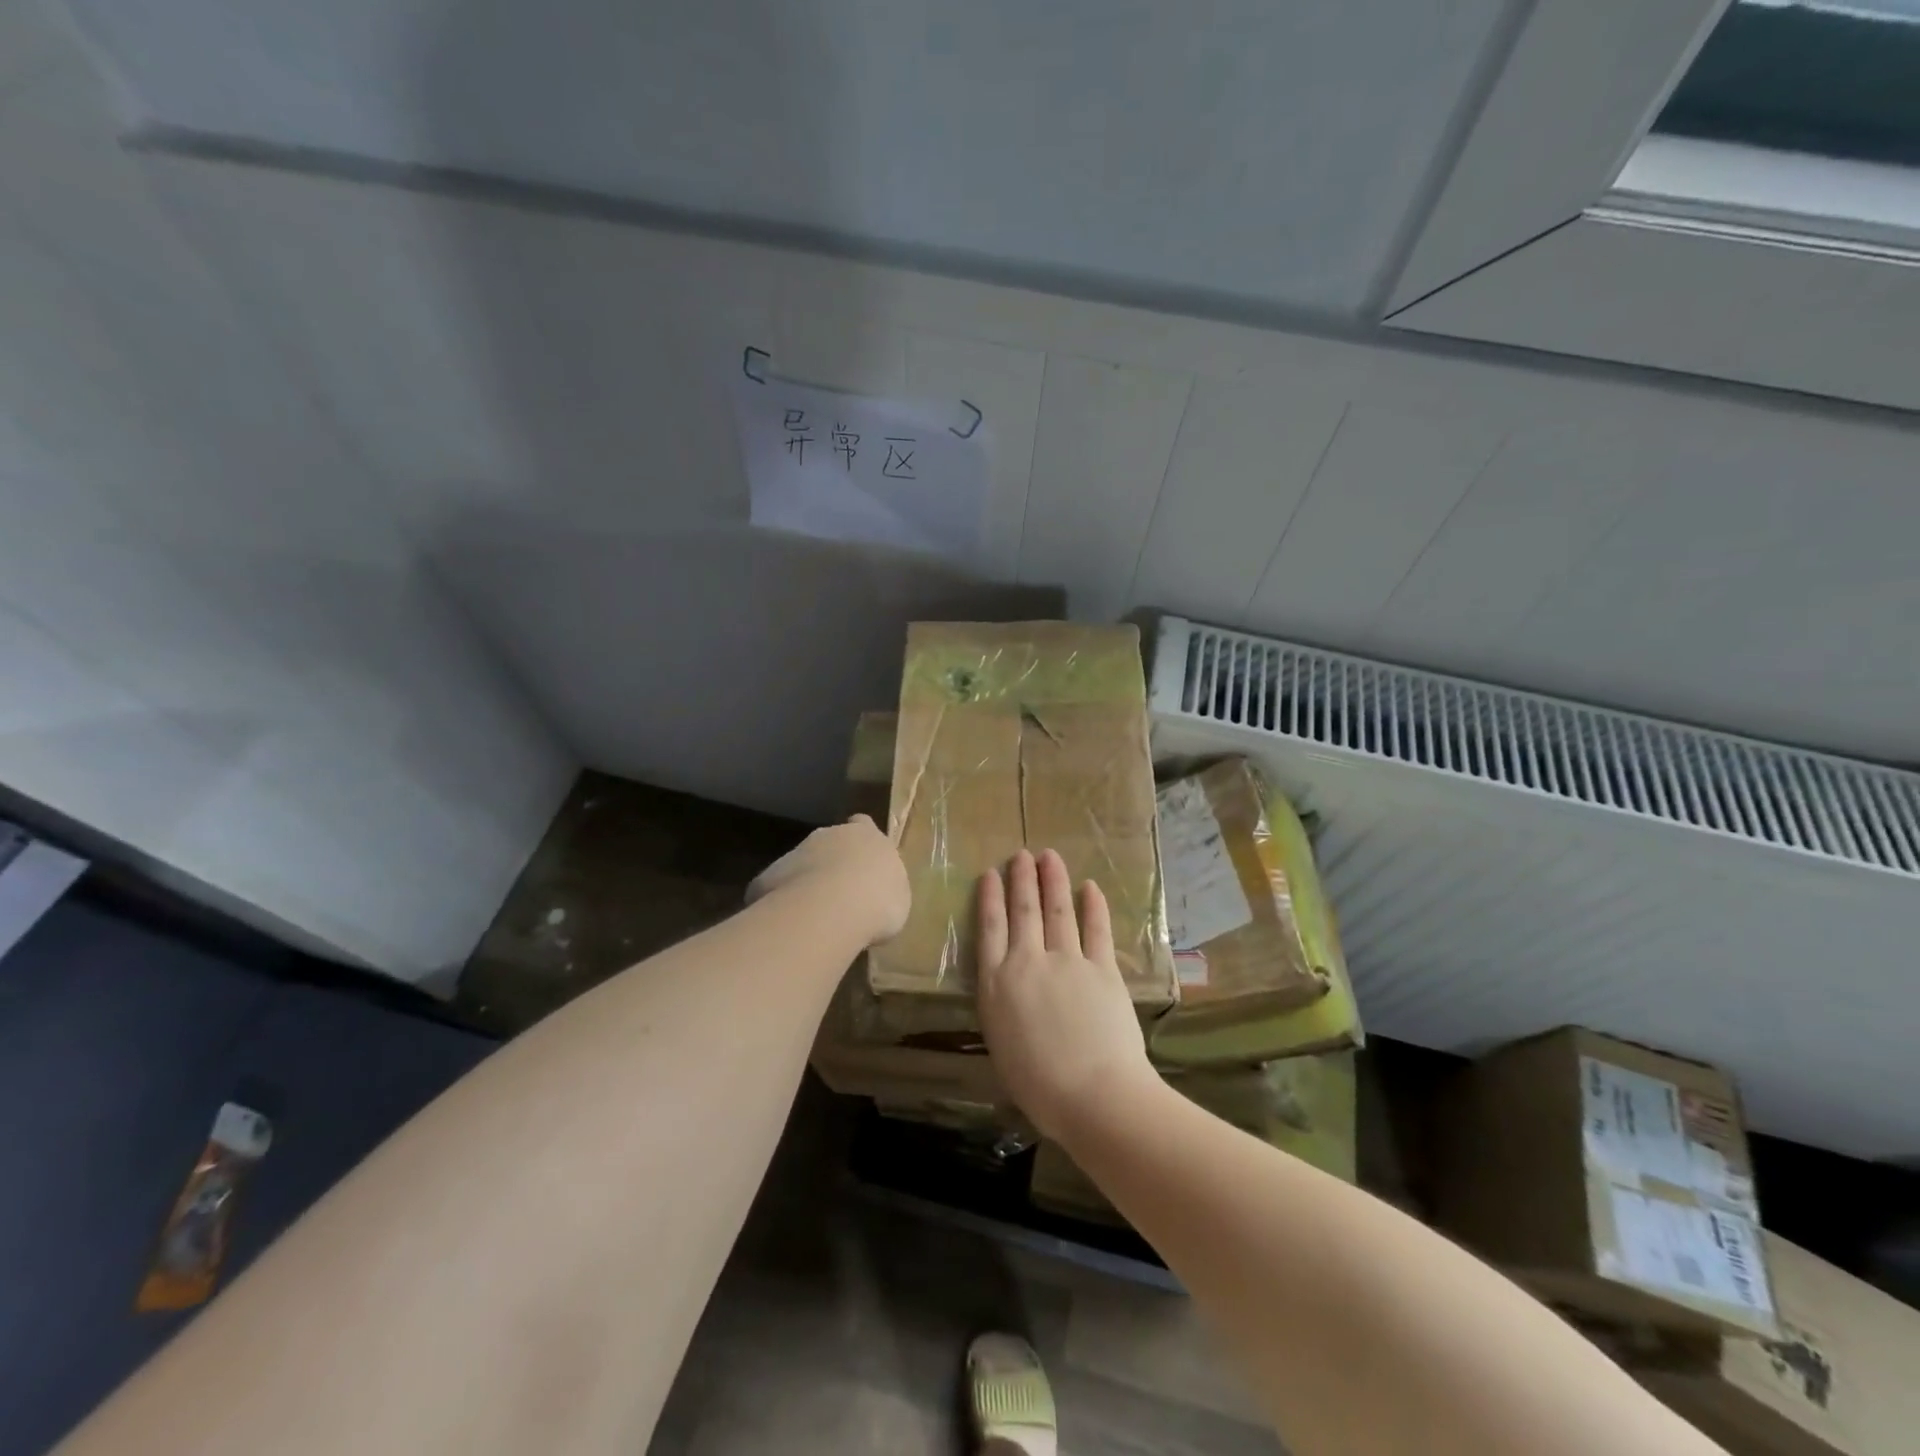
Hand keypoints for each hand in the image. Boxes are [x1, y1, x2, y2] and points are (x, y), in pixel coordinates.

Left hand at [747, 815, 910, 946]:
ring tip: (816, 917)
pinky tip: (792, 926)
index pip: (863, 824)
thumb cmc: (878, 901)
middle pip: (829, 843)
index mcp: (866, 835)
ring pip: (801, 864)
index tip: (862, 860)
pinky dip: (784, 904)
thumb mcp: (897, 898)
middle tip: (840, 896)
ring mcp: (796, 852)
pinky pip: (778, 889)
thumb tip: (876, 895)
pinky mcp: (768, 876)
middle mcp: (829, 835)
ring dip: (807, 883)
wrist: (830, 910)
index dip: (861, 841)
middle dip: (832, 863)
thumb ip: (885, 888)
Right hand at [975, 848, 1156, 1141]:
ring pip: (1057, 911)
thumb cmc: (1039, 1086)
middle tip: (1021, 855)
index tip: (991, 873)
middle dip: (1022, 879)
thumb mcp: (1002, 1044)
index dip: (990, 897)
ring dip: (1053, 881)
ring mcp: (1067, 961)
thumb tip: (1010, 990)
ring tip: (1049, 857)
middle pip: (1023, 911)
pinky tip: (1090, 888)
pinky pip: (1096, 930)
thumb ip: (1003, 1007)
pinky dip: (1093, 906)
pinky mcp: (1102, 968)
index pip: (990, 928)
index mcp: (997, 984)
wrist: (1093, 1095)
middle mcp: (1028, 962)